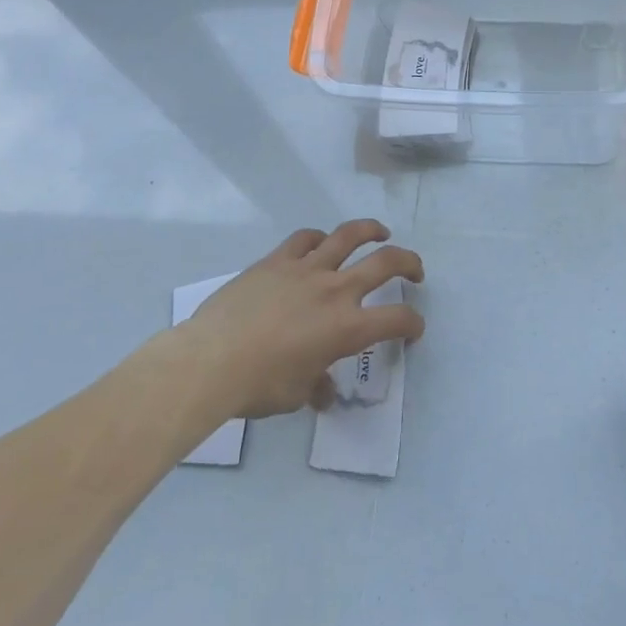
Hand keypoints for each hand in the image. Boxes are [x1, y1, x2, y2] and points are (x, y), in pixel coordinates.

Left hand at [184, 220, 424, 418]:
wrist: (210, 360)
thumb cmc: (258, 385)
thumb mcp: (296, 394)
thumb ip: (317, 386)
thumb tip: (323, 391)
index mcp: (347, 327)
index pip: (396, 320)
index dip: (413, 324)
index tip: (413, 330)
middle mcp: (335, 290)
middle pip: (386, 262)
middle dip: (409, 263)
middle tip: (415, 271)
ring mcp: (306, 269)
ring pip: (348, 235)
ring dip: (371, 231)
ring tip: (380, 233)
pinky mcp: (276, 260)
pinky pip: (304, 239)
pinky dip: (318, 238)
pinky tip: (320, 243)